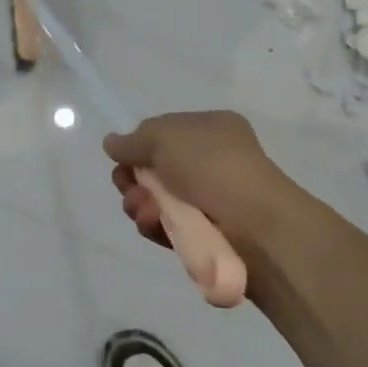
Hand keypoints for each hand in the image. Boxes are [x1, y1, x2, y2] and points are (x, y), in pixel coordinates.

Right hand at [104, 111, 299, 253]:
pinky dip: (156, 226)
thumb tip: (111, 143)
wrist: (256, 226)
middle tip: (128, 187)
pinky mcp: (207, 236)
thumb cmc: (212, 166)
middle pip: (156, 170)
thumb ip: (132, 140)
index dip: (139, 146)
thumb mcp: (165, 136)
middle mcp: (211, 162)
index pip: (164, 134)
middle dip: (134, 180)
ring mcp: (211, 200)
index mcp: (211, 130)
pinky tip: (152, 225)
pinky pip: (170, 229)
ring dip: (141, 205)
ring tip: (143, 211)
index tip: (122, 159)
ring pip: (158, 202)